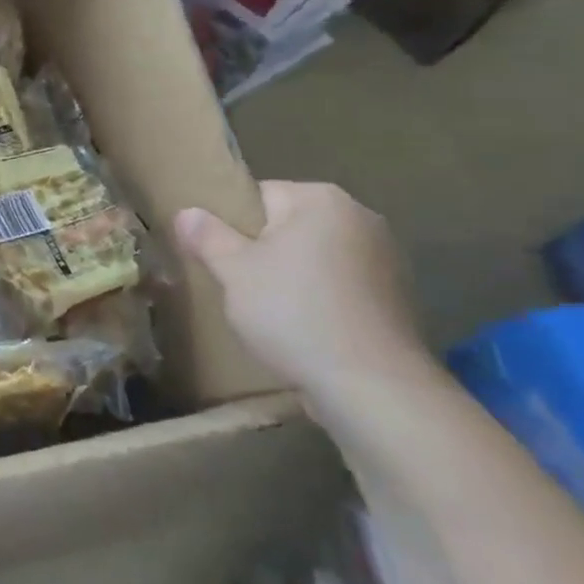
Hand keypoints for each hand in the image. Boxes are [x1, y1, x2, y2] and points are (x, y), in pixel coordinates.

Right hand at [176, 181, 427, 395]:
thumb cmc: (295, 313)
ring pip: (314, 258)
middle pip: (288, 226)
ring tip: (267, 312)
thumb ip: (207, 236)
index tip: (217, 257)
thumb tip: (187, 212)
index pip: (259, 195)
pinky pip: (340, 286)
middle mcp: (360, 217)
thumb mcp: (233, 272)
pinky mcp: (397, 298)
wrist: (373, 387)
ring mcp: (386, 258)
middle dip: (261, 252)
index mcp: (321, 199)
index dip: (230, 225)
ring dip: (291, 277)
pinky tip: (304, 329)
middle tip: (236, 285)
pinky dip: (320, 300)